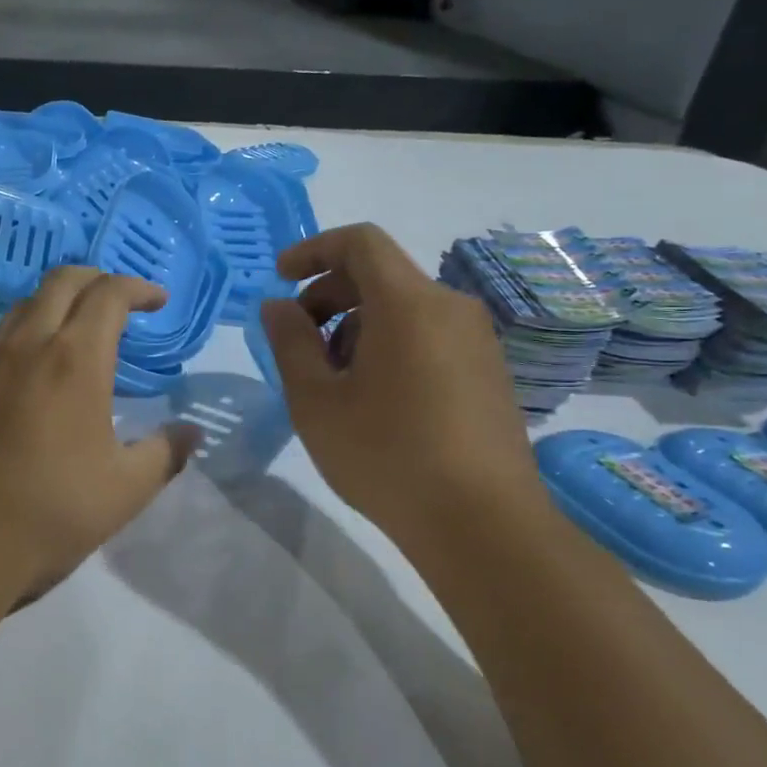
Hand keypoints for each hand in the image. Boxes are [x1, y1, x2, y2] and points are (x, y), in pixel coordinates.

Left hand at [0, 268, 198, 603]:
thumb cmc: (53, 512)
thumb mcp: (126, 489)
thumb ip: (165, 453)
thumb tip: (191, 433)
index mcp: (75, 360)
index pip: (109, 294)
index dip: (138, 288)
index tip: (159, 302)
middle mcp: (29, 345)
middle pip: (63, 280)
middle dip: (99, 278)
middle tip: (123, 302)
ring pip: (26, 302)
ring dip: (60, 299)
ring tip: (82, 327)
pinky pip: (1, 332)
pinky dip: (30, 325)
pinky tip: (39, 363)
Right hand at [260, 224, 550, 560]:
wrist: (483, 523)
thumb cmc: (387, 455)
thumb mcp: (316, 400)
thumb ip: (290, 342)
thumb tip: (277, 305)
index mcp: (408, 303)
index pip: (360, 243)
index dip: (313, 250)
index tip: (281, 278)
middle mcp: (450, 308)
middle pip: (381, 275)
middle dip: (329, 296)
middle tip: (298, 342)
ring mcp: (477, 341)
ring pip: (404, 309)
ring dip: (357, 326)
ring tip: (334, 382)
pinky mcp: (490, 372)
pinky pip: (429, 336)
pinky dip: (390, 345)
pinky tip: (375, 400)